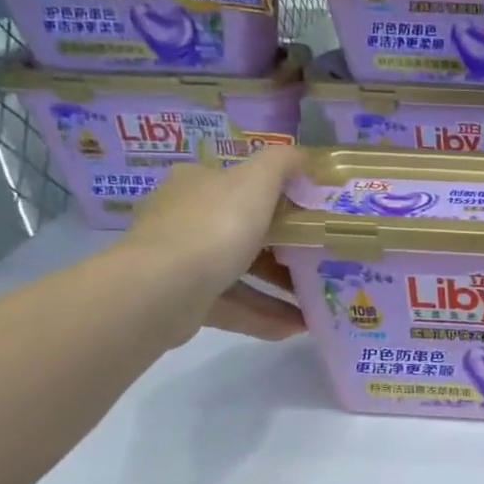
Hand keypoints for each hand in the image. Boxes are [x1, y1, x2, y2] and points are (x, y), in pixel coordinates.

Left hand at [120, 144, 306, 343]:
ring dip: (280, 289)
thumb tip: (304, 155)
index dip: (279, 199)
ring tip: (316, 303)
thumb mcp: (255, 182)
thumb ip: (282, 164)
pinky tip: (296, 327)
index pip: (241, 185)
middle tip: (322, 262)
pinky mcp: (184, 300)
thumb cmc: (214, 227)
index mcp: (198, 184)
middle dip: (285, 250)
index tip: (313, 217)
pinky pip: (234, 306)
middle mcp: (185, 219)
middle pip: (244, 232)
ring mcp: (181, 262)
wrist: (162, 289)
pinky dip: (264, 316)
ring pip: (241, 273)